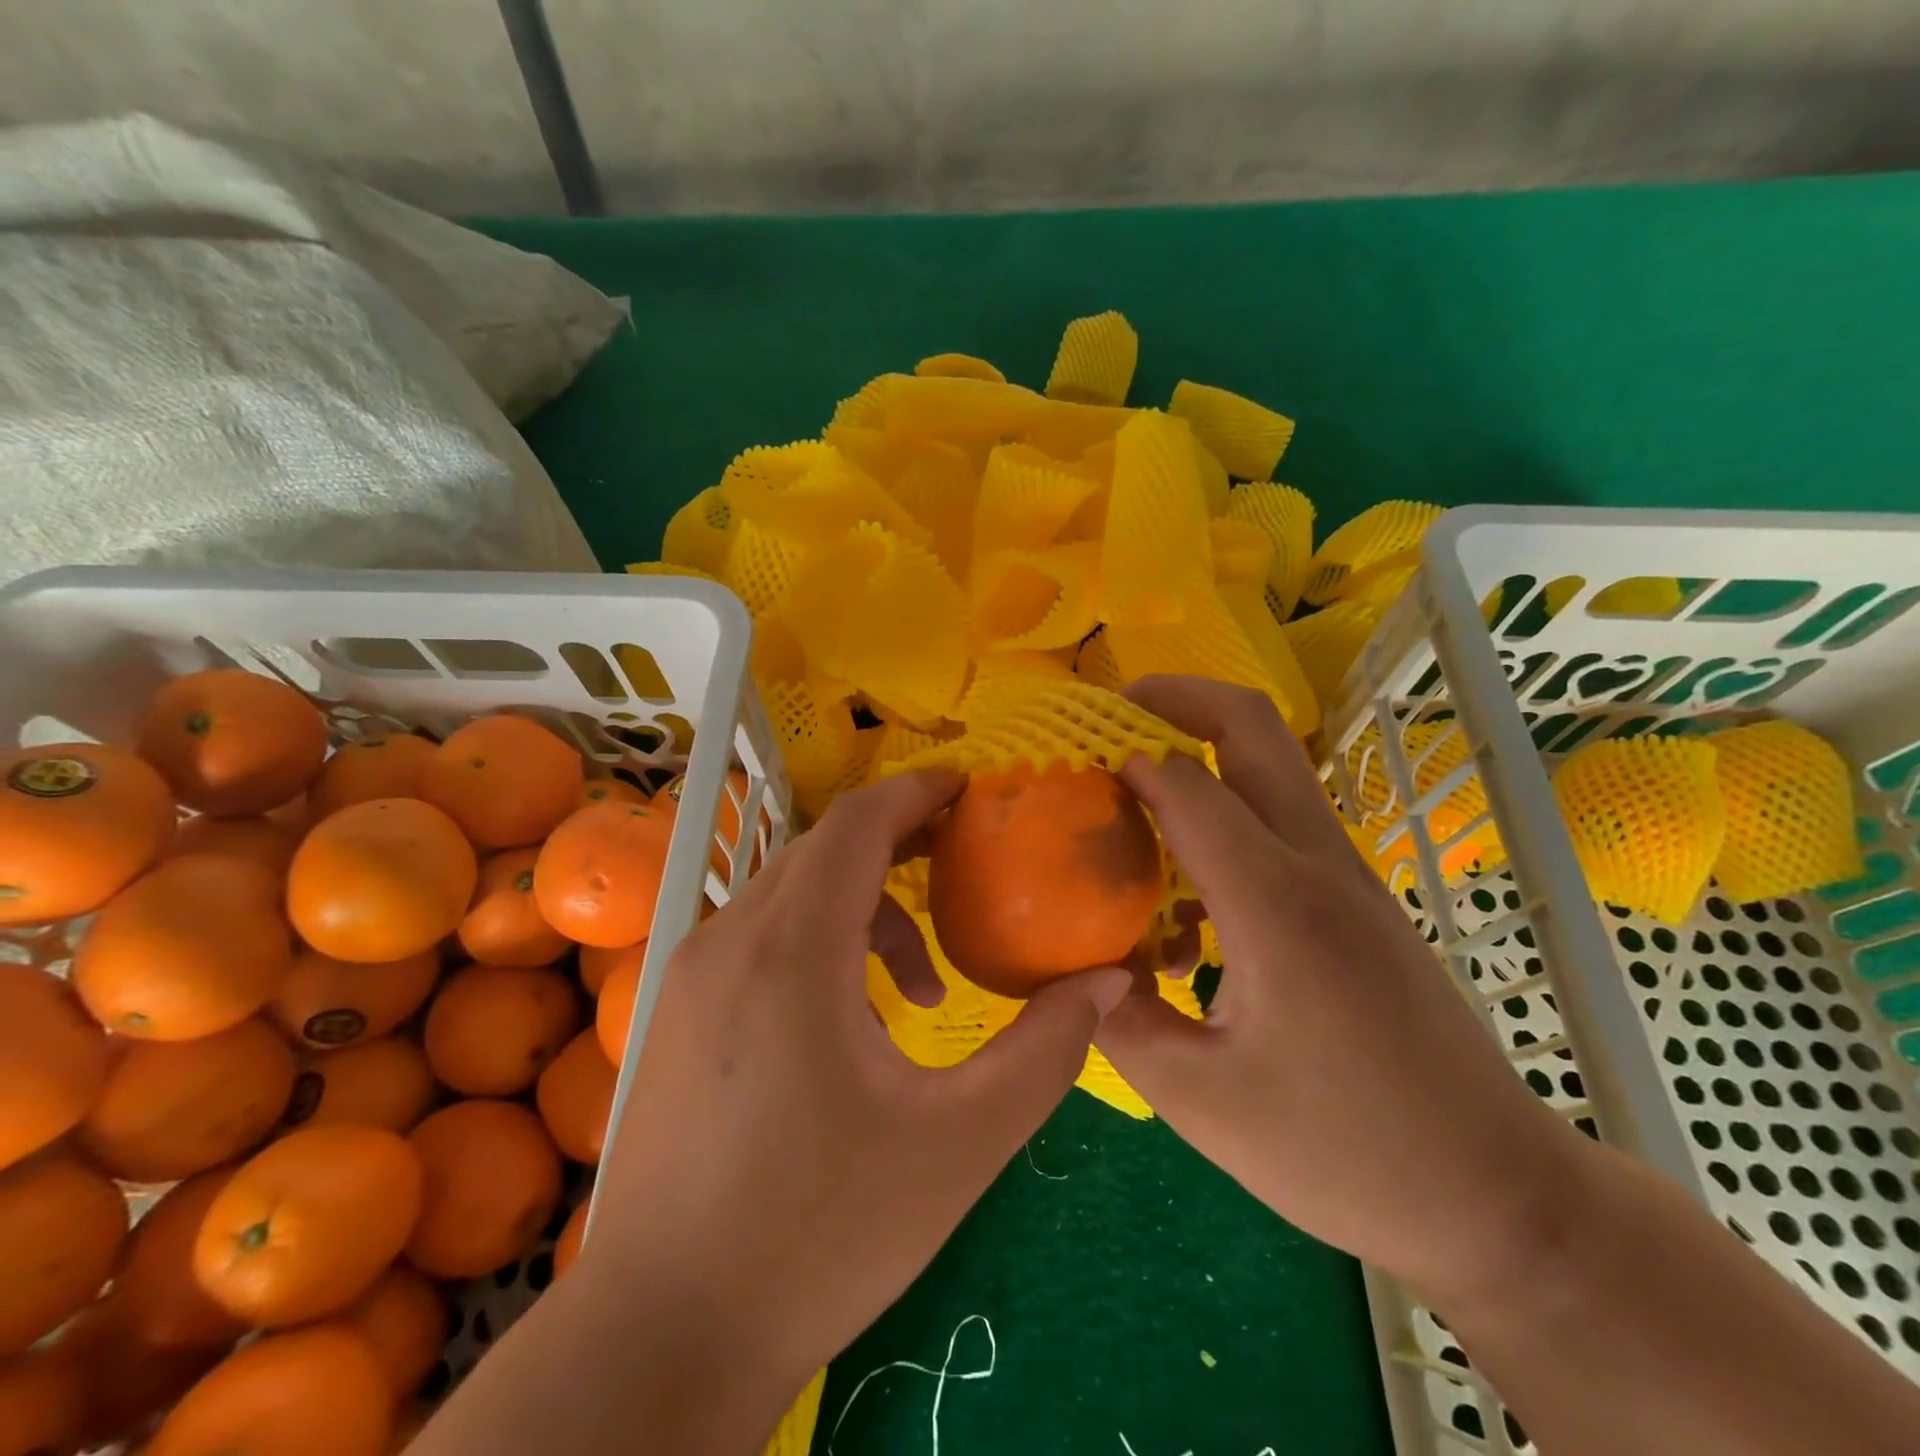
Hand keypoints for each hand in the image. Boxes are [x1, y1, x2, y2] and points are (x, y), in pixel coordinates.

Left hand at [585, 770, 1130, 1419]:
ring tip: (922, 989)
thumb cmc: (818, 1236)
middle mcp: (727, 940)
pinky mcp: (670, 1012)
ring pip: (791, 895)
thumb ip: (1044, 1053)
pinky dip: (819, 945)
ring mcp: (687, 975)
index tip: (970, 791)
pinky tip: (853, 1023)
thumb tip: (1106, 984)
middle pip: (824, 851)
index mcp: (790, 951)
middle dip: (899, 846)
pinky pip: (761, 938)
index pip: (855, 823)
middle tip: (967, 869)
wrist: (663, 1340)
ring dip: (864, 909)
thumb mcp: (958, 1145)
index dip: (916, 793)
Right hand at [1096, 676, 1590, 1306]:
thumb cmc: (1344, 1154)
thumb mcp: (1199, 1100)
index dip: (1121, 762)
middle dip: (1175, 698)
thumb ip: (1117, 1018)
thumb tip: (1065, 966)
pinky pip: (1280, 818)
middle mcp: (1317, 864)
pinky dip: (1224, 807)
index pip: (1186, 786)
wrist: (1498, 1196)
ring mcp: (1348, 875)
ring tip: (1131, 785)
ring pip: (1271, 765)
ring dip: (1200, 748)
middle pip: (1252, 728)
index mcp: (1275, 904)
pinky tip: (1185, 884)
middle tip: (1108, 712)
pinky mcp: (1358, 898)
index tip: (1068, 768)